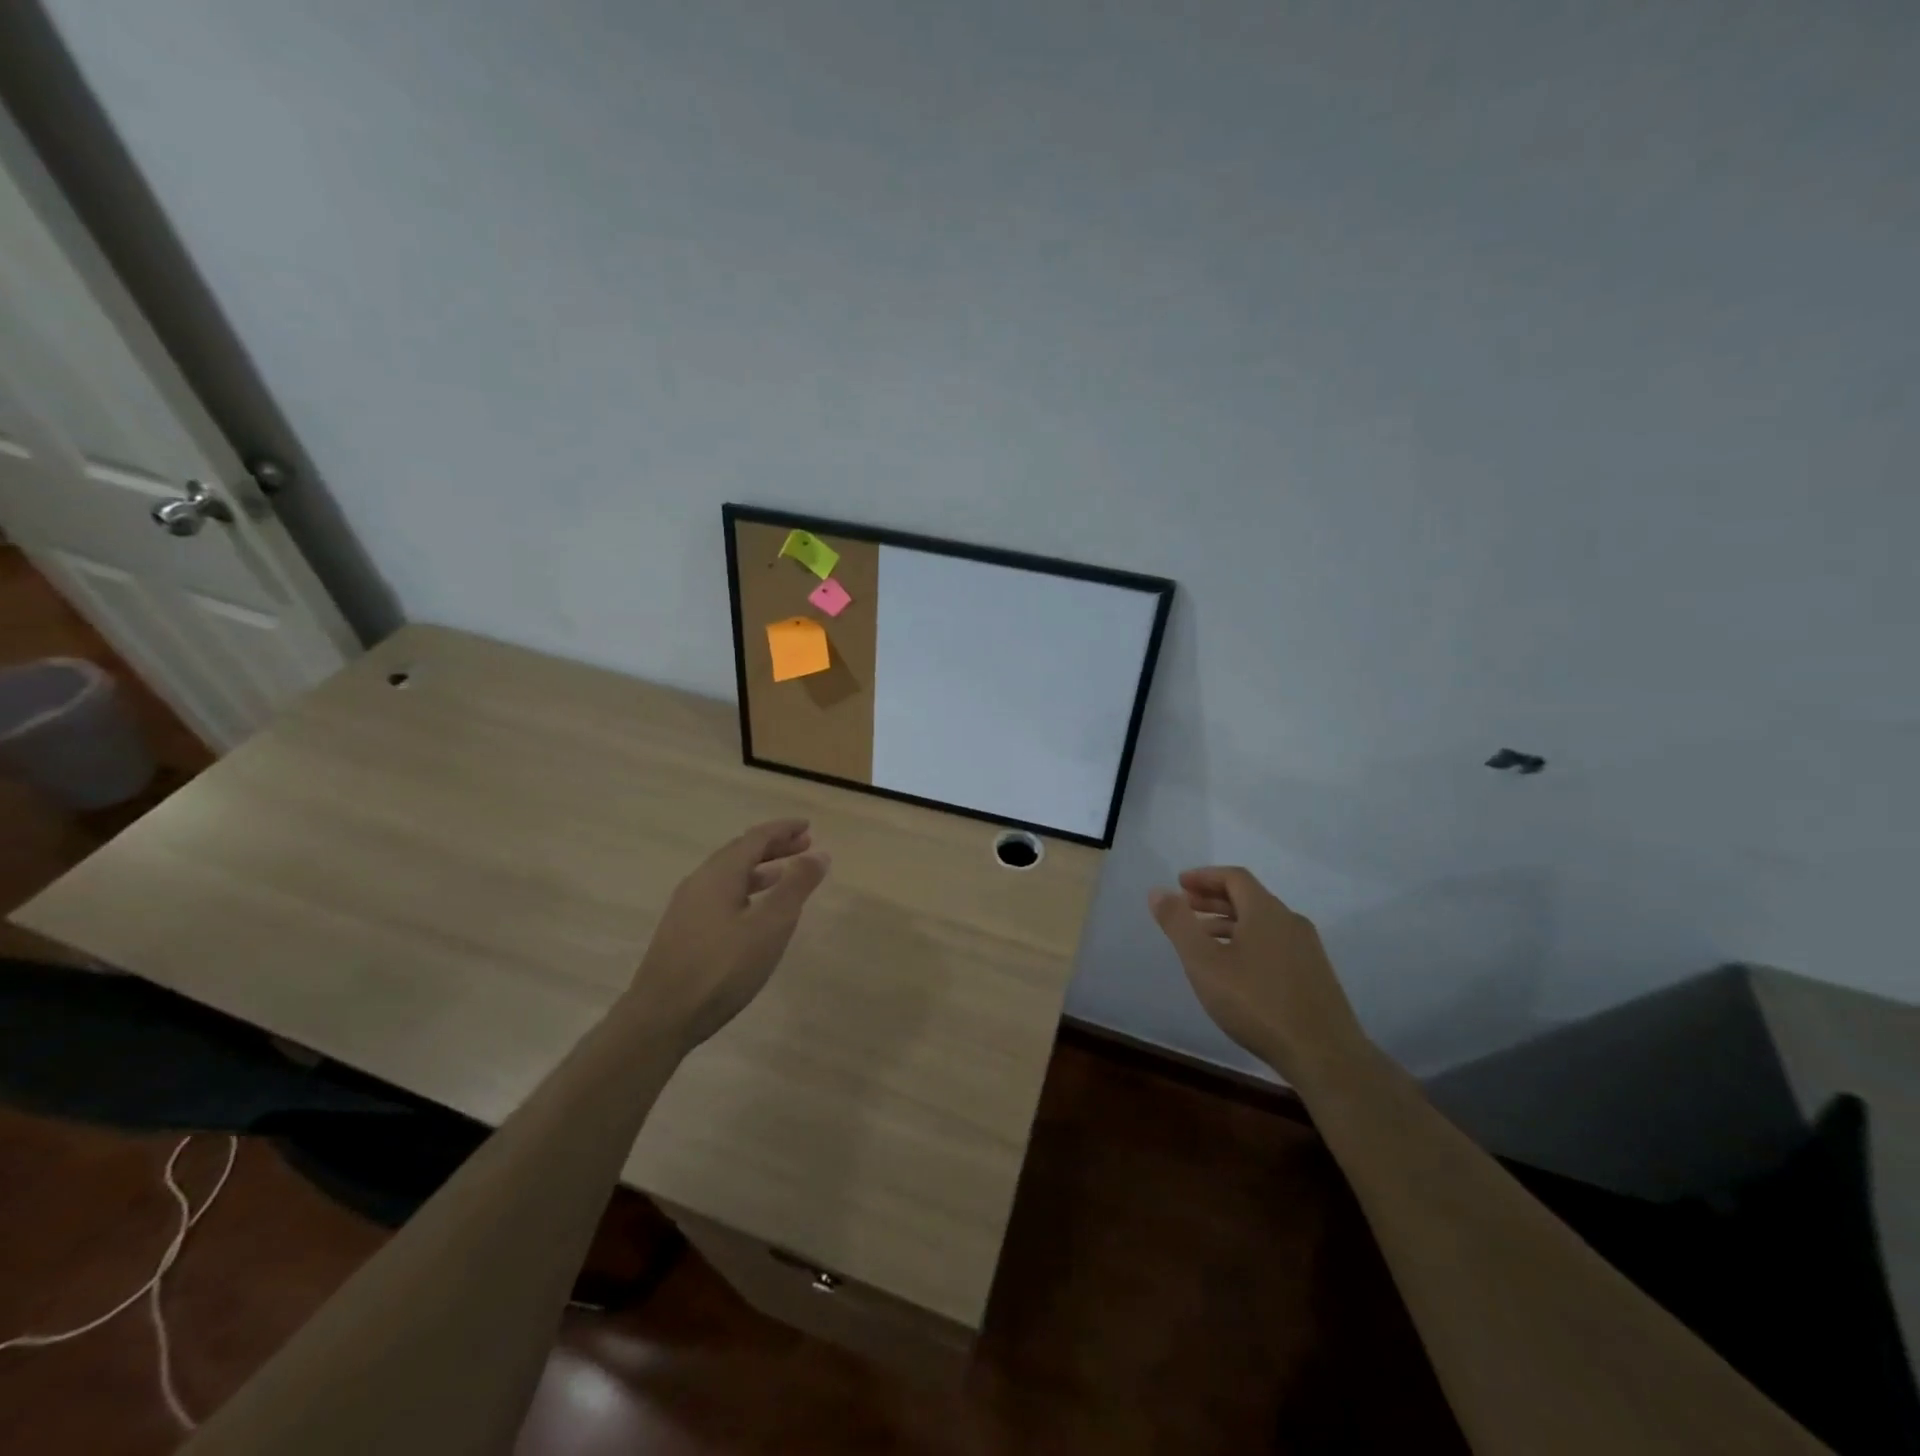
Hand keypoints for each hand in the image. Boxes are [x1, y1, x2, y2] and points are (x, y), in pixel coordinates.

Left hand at [630, 819, 830, 1052]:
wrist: (661, 1018)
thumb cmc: (722, 969)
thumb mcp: (770, 926)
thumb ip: (796, 887)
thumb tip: (819, 853)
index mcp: (719, 874)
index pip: (755, 838)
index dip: (783, 829)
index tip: (808, 826)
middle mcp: (700, 882)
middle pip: (740, 852)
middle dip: (773, 846)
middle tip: (804, 845)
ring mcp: (687, 907)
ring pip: (729, 875)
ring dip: (760, 869)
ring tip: (786, 875)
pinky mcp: (683, 930)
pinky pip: (720, 894)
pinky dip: (745, 889)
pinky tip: (754, 911)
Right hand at [1149, 867, 1366, 1083]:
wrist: (1325, 1055)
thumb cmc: (1256, 1003)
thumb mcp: (1204, 963)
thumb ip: (1179, 924)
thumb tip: (1158, 891)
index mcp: (1266, 911)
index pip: (1234, 877)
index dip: (1204, 876)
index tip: (1179, 883)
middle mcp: (1290, 921)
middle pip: (1249, 897)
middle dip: (1214, 898)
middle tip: (1186, 907)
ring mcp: (1307, 949)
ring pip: (1262, 923)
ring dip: (1229, 922)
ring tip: (1203, 939)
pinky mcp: (1315, 975)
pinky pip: (1275, 943)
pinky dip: (1248, 941)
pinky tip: (1236, 969)